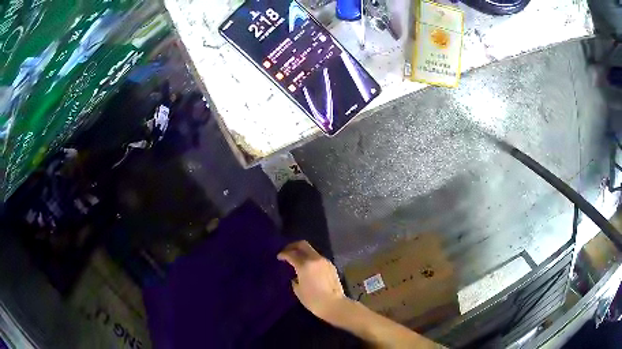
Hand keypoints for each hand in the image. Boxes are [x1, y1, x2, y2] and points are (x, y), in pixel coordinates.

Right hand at [277, 240, 345, 318]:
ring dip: (303, 253)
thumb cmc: (313, 299)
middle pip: (303, 245)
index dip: (283, 254)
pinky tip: (309, 268)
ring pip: (312, 251)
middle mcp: (315, 259)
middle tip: (287, 252)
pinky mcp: (331, 266)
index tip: (279, 257)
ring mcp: (325, 261)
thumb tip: (296, 276)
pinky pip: (318, 258)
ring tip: (298, 261)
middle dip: (293, 246)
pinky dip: (311, 259)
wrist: (334, 304)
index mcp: (304, 265)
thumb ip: (295, 279)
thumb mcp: (298, 290)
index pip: (291, 254)